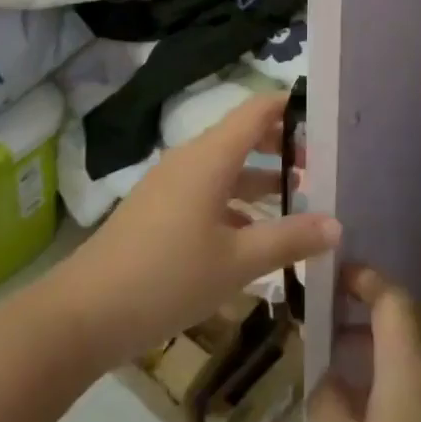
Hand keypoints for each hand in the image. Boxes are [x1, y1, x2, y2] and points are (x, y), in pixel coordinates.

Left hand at [52, 93, 338, 372]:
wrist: (83, 314)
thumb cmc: (167, 277)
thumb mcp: (237, 262)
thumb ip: (289, 240)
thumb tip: (337, 224)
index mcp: (211, 157)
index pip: (258, 109)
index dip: (292, 107)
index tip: (327, 118)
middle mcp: (191, 159)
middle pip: (244, 136)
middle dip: (283, 147)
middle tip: (322, 166)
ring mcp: (172, 184)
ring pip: (227, 167)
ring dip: (262, 179)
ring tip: (301, 200)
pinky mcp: (159, 210)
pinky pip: (208, 191)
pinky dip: (237, 202)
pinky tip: (255, 235)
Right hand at [309, 266, 420, 421]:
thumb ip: (327, 400)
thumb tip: (330, 379)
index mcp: (411, 366)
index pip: (392, 298)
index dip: (364, 280)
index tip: (334, 277)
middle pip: (410, 318)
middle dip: (372, 306)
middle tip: (333, 313)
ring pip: (418, 351)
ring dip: (382, 343)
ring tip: (340, 361)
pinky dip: (395, 373)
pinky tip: (366, 407)